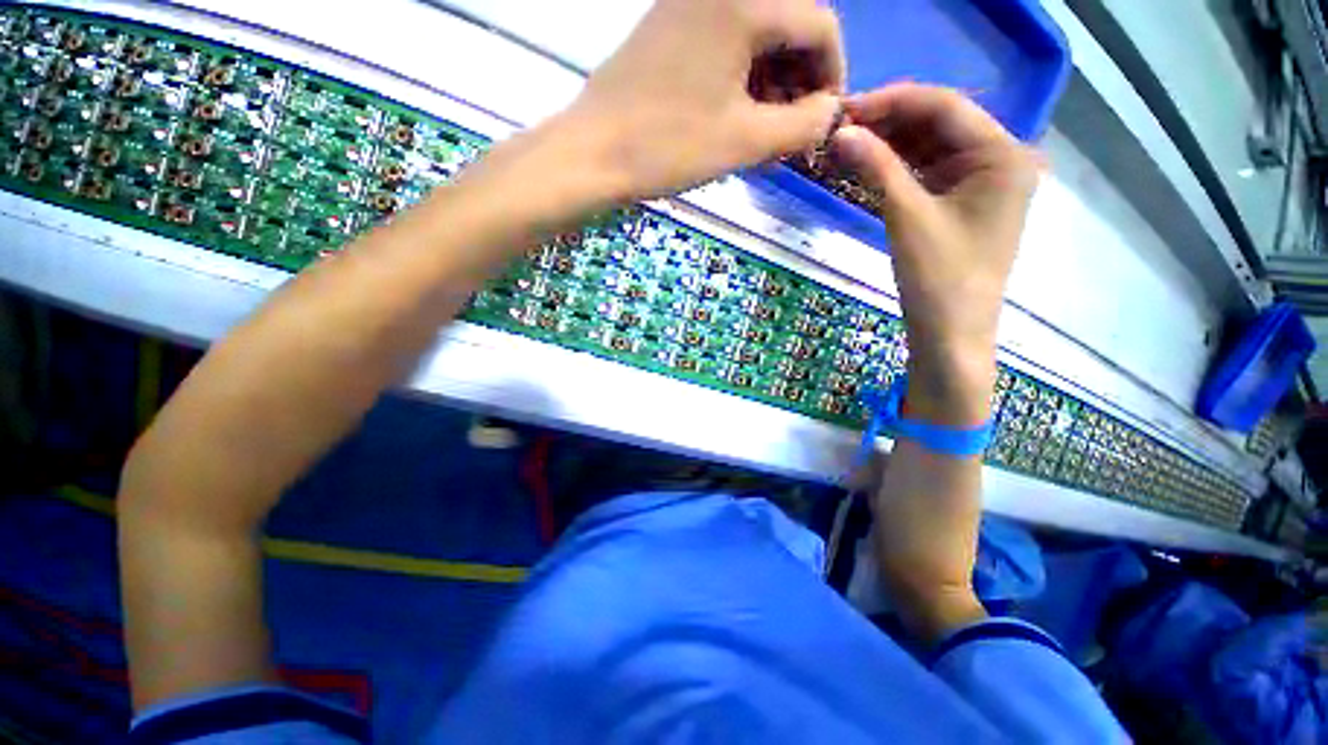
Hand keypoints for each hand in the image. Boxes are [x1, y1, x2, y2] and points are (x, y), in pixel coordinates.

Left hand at [566, 0, 844, 203]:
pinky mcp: (669, 26)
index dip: (832, 77)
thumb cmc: (668, 147)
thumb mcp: (746, 141)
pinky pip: (725, 43)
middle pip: (788, 24)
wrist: (592, 153)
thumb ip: (803, 125)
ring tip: (764, 131)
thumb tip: (829, 112)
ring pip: (756, 35)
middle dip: (799, 81)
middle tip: (790, 132)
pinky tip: (735, 114)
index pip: (821, 25)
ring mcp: (688, 4)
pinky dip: (741, 78)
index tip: (822, 121)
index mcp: (744, 0)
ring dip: (771, 82)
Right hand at [831, 84, 1038, 424]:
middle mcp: (999, 160)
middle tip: (841, 129)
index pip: (946, 107)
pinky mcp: (961, 204)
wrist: (951, 334)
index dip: (894, 101)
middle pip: (940, 124)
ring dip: (890, 144)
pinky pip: (927, 173)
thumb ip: (876, 168)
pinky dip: (897, 168)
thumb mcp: (907, 218)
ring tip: (846, 145)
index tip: (847, 108)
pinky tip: (867, 165)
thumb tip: (841, 133)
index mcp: (1003, 155)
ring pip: (931, 148)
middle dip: (890, 122)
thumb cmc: (939, 279)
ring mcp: (981, 183)